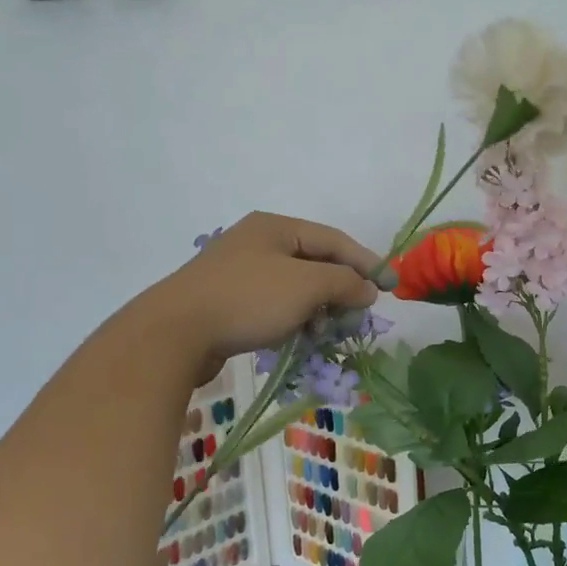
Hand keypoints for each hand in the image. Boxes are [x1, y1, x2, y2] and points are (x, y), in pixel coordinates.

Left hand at [143, 212, 382, 383]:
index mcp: (275, 227)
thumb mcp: (306, 286)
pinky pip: (275, 305)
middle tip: (359, 316)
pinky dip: (294, 319)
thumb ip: (344, 282)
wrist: (175, 333)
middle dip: (341, 289)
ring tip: (330, 332)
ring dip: (319, 309)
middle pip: (315, 263)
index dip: (367, 263)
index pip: (334, 240)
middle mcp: (257, 242)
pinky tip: (300, 338)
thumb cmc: (247, 300)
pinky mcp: (228, 301)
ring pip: (295, 287)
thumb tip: (368, 288)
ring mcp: (240, 272)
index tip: (391, 288)